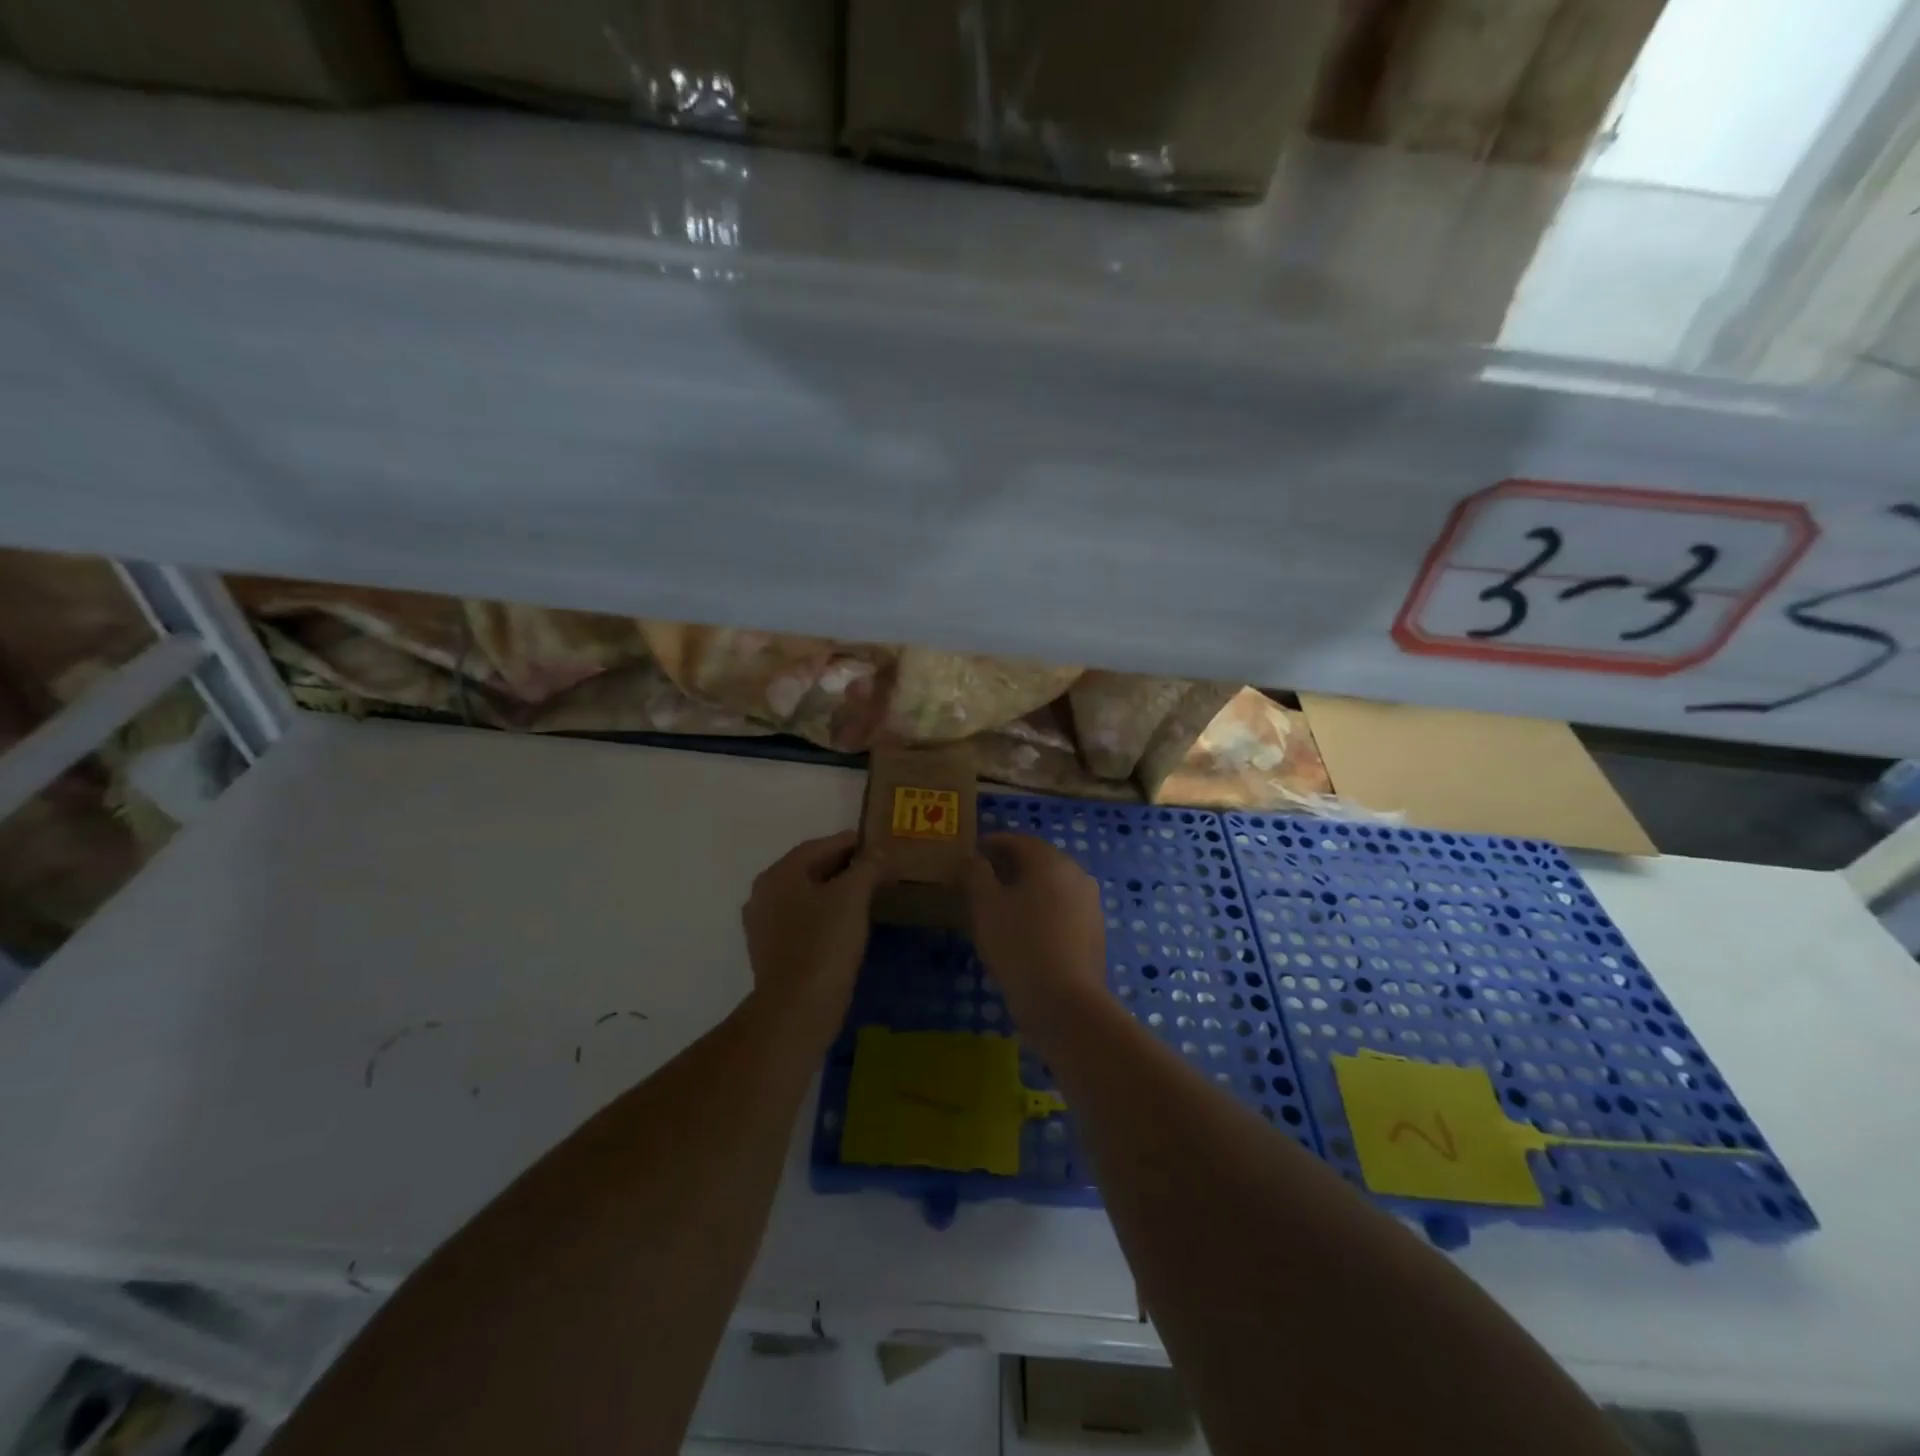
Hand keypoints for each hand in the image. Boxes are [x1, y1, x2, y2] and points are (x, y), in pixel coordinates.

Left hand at [742, 830, 878, 1038]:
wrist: (797, 1009)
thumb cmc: (825, 943)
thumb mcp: (852, 896)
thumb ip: (867, 867)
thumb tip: (877, 852)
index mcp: (779, 874)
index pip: (818, 846)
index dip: (850, 843)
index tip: (876, 846)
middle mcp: (764, 894)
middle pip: (809, 870)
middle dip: (843, 868)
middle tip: (876, 871)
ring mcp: (764, 926)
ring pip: (806, 897)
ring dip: (834, 893)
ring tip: (866, 897)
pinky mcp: (772, 953)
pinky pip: (802, 922)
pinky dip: (825, 917)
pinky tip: (846, 927)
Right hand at [966, 833, 1108, 1036]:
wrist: (1065, 1002)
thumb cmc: (1019, 945)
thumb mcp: (985, 905)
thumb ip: (976, 873)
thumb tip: (973, 858)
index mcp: (1050, 861)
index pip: (1018, 841)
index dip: (993, 843)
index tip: (973, 851)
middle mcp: (1076, 874)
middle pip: (1039, 860)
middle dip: (1011, 865)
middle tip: (984, 877)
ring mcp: (1090, 903)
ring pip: (1053, 885)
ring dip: (1028, 888)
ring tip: (1001, 904)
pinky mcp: (1094, 931)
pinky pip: (1063, 908)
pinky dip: (1043, 909)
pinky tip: (1026, 928)